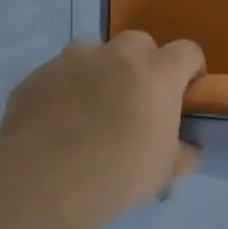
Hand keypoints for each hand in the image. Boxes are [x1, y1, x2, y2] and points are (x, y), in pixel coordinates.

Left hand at [0, 33, 205, 228]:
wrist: (42, 184)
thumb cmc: (117, 174)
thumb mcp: (164, 172)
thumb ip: (184, 153)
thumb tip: (190, 149)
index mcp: (158, 74)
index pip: (187, 52)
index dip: (189, 70)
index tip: (183, 94)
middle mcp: (118, 56)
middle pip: (139, 44)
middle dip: (142, 65)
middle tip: (135, 101)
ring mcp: (73, 60)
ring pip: (94, 54)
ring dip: (99, 73)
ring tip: (90, 112)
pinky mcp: (38, 75)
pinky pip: (59, 75)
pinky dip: (64, 90)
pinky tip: (56, 124)